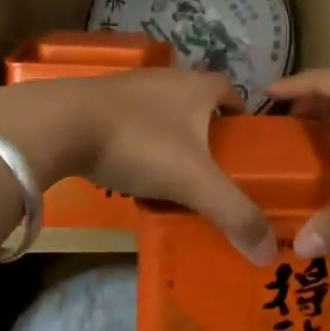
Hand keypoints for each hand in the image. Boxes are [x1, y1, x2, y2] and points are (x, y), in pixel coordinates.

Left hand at [0, 71, 277, 263]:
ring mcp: (130, 87)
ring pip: (164, 115)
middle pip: (198, 105)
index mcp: (197, 86)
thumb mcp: (193, 182)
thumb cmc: (139, 142)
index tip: (244, 152)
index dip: (242, 120)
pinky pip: (133, 123)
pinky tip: (132, 173)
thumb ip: (233, 214)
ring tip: (174, 179)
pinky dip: (140, 144)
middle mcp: (167, 78)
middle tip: (212, 173)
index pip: (232, 94)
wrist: (60, 124)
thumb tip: (269, 252)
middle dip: (207, 136)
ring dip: (172, 141)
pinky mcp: (99, 101)